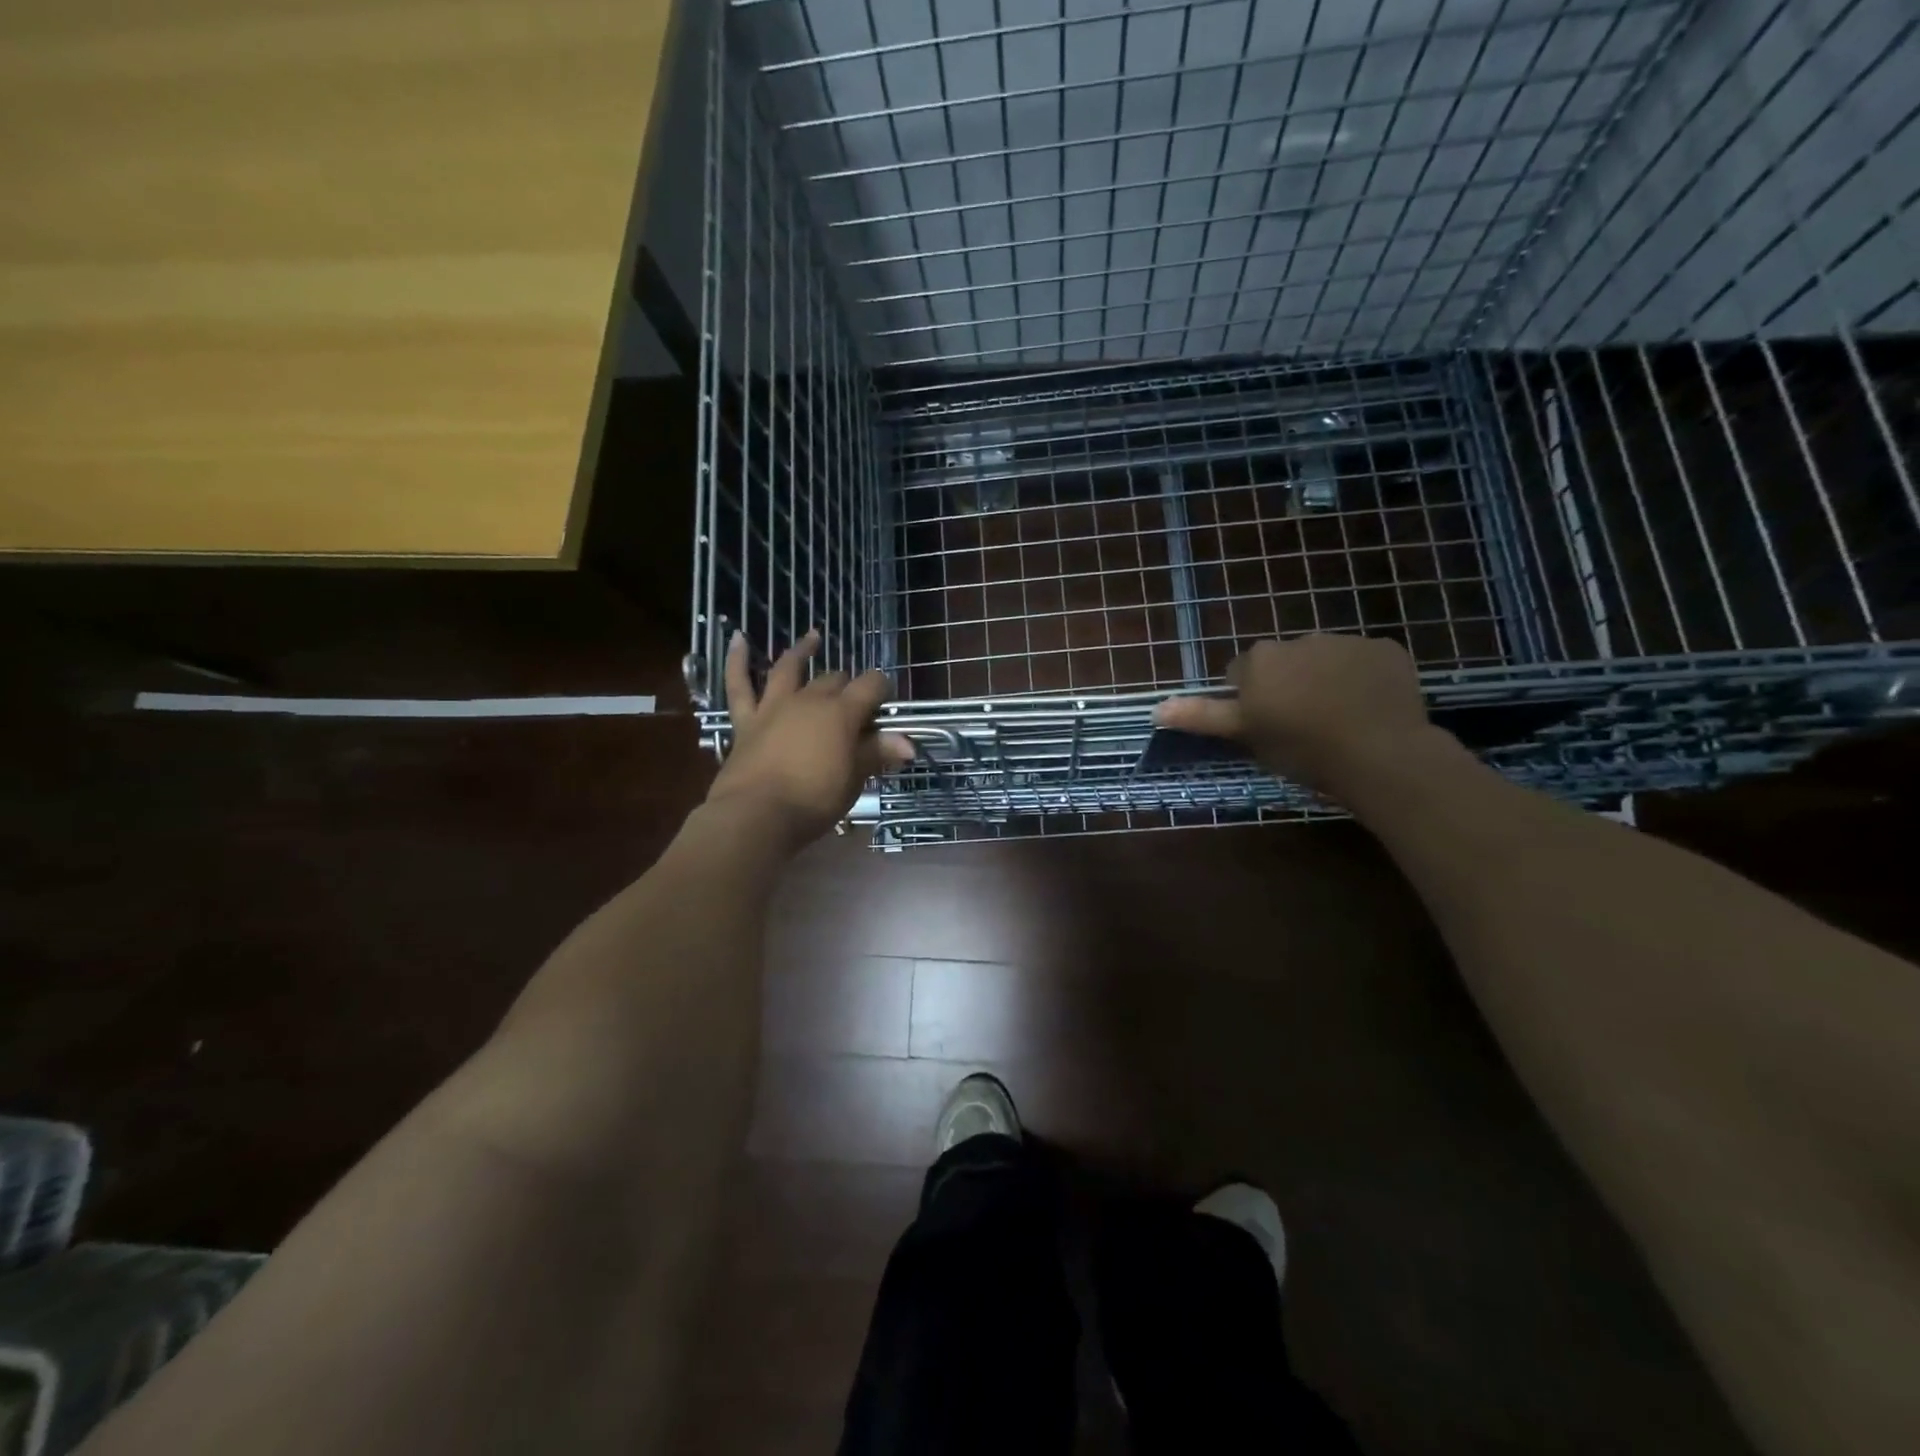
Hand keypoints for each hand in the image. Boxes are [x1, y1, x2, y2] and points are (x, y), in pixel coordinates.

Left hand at [705, 629, 914, 846]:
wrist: (756, 814)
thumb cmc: (814, 800)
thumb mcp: (853, 779)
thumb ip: (876, 754)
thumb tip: (908, 743)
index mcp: (842, 713)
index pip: (871, 685)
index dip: (883, 688)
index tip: (887, 702)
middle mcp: (809, 700)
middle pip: (834, 679)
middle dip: (848, 685)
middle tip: (855, 702)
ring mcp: (774, 706)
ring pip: (789, 669)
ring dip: (802, 651)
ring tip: (813, 637)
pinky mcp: (746, 721)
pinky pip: (739, 685)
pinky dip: (737, 660)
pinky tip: (738, 639)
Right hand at [1152, 634, 1435, 794]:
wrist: (1379, 753)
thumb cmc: (1300, 748)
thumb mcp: (1245, 735)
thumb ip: (1202, 716)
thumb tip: (1156, 708)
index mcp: (1261, 659)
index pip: (1242, 675)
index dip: (1250, 701)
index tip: (1265, 726)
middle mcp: (1299, 639)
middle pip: (1284, 663)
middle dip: (1287, 685)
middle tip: (1300, 725)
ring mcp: (1346, 641)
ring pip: (1325, 660)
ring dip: (1325, 680)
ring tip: (1339, 719)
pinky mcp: (1385, 649)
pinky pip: (1366, 662)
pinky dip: (1364, 679)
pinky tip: (1370, 708)